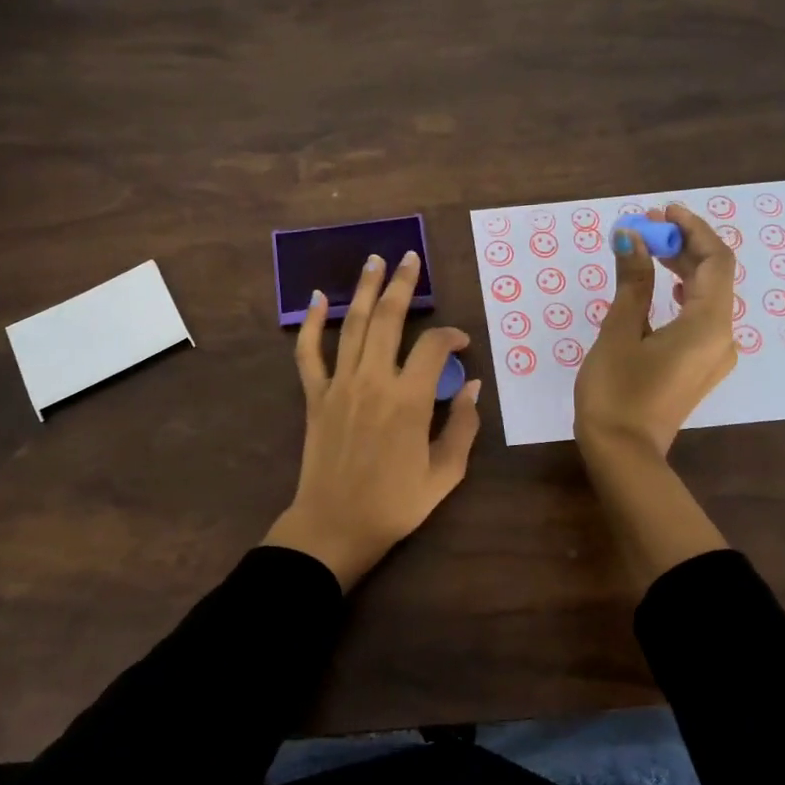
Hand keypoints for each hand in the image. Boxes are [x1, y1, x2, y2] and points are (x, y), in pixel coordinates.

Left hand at [265, 250, 482, 589]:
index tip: (461, 343)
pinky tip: (317, 298)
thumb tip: (474, 385)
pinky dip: (312, 324)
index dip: (452, 337)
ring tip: (373, 260)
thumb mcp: (445, 473)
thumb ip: (463, 426)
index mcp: (409, 400)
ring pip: (351, 325)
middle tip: (410, 258)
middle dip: (402, 285)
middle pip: (388, 319)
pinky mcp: (315, 396)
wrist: (335, 526)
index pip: (434, 348)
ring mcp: (340, 385)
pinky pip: (309, 353)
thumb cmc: (394, 504)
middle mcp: (374, 381)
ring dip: (363, 289)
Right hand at [574, 203, 736, 459]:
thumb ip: (631, 282)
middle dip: (683, 246)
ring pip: (708, 297)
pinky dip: (683, 295)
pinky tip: (666, 288)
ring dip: (682, 269)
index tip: (662, 210)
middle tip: (646, 226)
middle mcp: (722, 337)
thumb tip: (631, 238)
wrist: (623, 453)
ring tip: (649, 250)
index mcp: (708, 324)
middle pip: (714, 277)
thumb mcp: (620, 331)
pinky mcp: (700, 367)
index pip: (715, 260)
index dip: (692, 229)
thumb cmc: (617, 391)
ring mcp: (714, 355)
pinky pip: (701, 318)